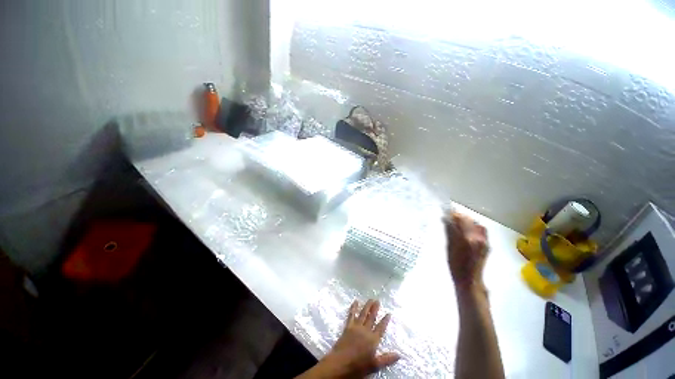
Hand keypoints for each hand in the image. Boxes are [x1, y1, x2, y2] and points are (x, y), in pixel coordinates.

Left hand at [308, 300, 399, 378]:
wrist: (340, 363)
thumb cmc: (358, 366)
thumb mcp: (374, 365)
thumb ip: (386, 359)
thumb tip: (399, 355)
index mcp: (373, 339)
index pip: (381, 328)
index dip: (385, 320)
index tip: (388, 313)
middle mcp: (365, 330)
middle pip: (371, 317)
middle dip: (375, 309)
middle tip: (377, 300)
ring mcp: (356, 327)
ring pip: (363, 314)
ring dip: (367, 306)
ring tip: (370, 299)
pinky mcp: (348, 326)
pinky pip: (351, 315)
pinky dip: (353, 308)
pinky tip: (355, 302)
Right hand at [443, 212, 488, 290]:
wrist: (470, 280)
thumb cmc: (456, 265)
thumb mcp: (449, 247)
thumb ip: (449, 232)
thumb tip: (445, 219)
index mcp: (467, 238)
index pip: (459, 220)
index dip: (452, 214)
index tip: (445, 212)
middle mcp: (478, 237)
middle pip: (468, 220)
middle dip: (459, 216)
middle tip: (450, 215)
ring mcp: (484, 240)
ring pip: (476, 223)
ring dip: (467, 220)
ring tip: (458, 221)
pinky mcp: (487, 244)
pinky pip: (481, 230)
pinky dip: (473, 225)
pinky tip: (467, 228)